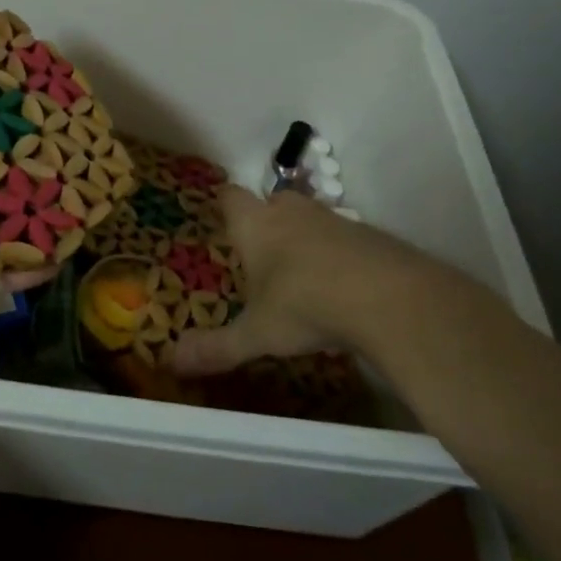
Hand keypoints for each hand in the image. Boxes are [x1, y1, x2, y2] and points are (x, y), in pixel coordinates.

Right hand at [169, 186, 509, 377]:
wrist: (389, 297)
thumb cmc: (304, 305)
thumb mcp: (257, 334)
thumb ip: (217, 347)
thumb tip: (171, 362)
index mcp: (256, 225)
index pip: (231, 198)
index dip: (226, 206)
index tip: (223, 218)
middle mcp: (292, 212)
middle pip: (274, 200)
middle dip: (268, 219)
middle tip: (263, 251)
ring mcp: (335, 220)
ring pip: (311, 218)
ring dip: (306, 237)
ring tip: (303, 274)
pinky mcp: (372, 235)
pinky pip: (346, 238)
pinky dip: (341, 254)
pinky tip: (344, 286)